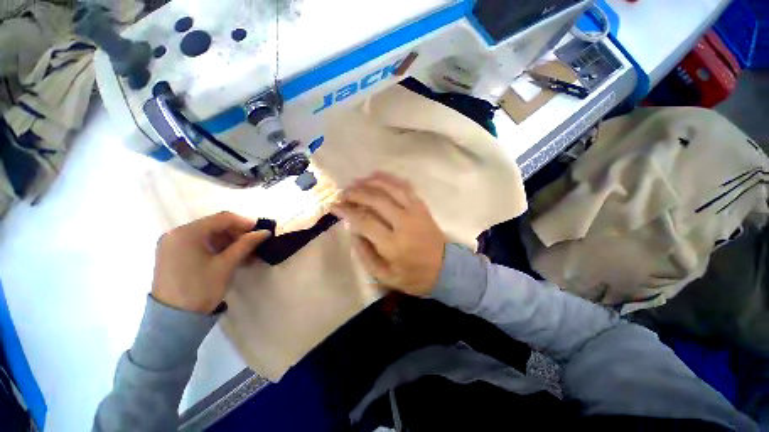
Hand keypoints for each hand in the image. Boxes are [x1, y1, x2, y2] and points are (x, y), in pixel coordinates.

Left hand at [152, 211, 270, 313]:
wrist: (173, 321)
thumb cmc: (200, 289)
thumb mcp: (226, 265)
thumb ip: (246, 244)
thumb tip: (265, 232)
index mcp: (187, 233)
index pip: (222, 218)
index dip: (245, 222)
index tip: (261, 231)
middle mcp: (176, 234)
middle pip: (215, 226)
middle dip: (237, 234)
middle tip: (254, 245)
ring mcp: (172, 245)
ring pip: (208, 235)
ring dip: (229, 242)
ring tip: (246, 254)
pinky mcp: (172, 255)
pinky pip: (199, 244)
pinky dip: (217, 248)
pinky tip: (231, 258)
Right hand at [331, 172, 445, 296]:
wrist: (447, 269)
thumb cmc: (415, 276)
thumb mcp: (385, 277)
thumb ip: (366, 256)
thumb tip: (353, 233)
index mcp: (393, 244)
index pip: (364, 221)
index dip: (347, 211)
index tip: (334, 206)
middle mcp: (404, 223)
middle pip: (376, 200)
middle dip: (356, 193)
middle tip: (343, 193)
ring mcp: (415, 212)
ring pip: (391, 189)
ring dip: (371, 182)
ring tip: (357, 181)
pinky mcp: (422, 207)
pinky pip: (405, 187)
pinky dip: (390, 179)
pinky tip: (378, 175)